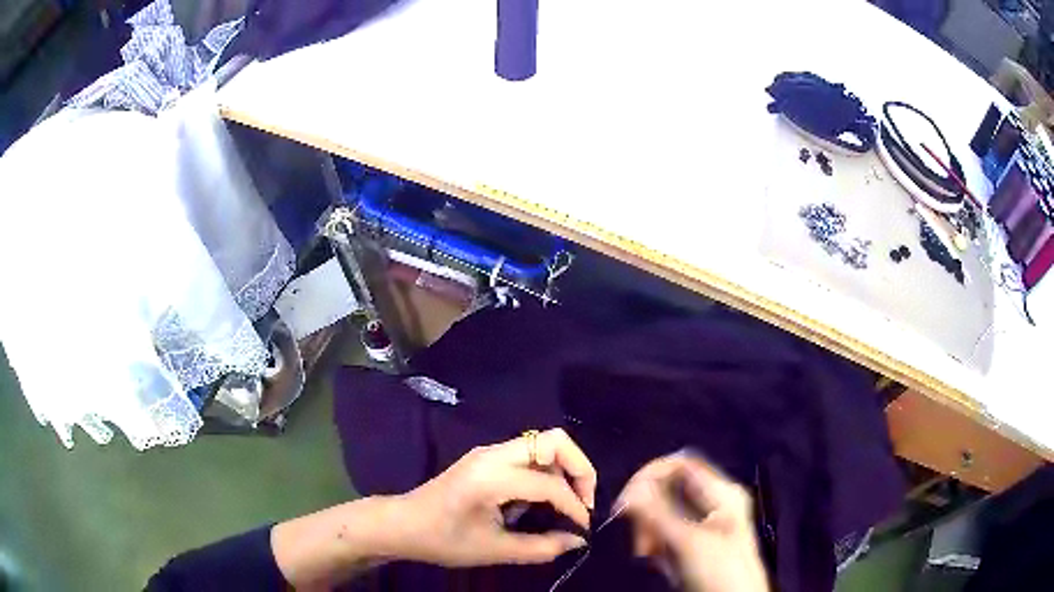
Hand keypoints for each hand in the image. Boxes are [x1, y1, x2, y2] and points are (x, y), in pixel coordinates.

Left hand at [392, 428, 596, 566]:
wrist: (402, 524)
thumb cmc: (443, 540)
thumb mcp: (493, 551)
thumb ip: (541, 547)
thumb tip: (577, 541)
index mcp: (492, 477)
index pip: (550, 484)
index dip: (575, 507)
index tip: (583, 529)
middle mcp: (493, 455)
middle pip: (554, 440)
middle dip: (579, 469)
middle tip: (583, 502)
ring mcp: (488, 452)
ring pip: (543, 443)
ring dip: (563, 468)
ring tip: (567, 503)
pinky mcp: (486, 458)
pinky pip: (529, 453)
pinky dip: (547, 470)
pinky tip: (542, 499)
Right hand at [616, 452, 768, 591]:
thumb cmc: (721, 570)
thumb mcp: (688, 542)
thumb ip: (657, 513)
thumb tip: (629, 492)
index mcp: (722, 493)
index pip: (680, 464)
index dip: (651, 475)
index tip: (627, 500)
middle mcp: (714, 503)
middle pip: (670, 489)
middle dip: (648, 510)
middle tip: (640, 537)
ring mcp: (706, 524)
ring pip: (665, 513)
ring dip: (650, 530)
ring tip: (647, 552)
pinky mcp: (696, 544)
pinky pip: (668, 533)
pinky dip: (657, 543)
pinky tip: (655, 558)